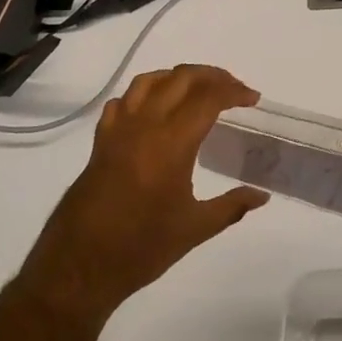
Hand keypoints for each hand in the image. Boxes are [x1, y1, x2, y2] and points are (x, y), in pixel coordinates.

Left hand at [18, 65, 268, 324]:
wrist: (80, 265)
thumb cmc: (141, 248)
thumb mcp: (194, 229)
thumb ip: (232, 206)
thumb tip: (262, 196)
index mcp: (171, 143)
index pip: (208, 98)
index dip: (234, 92)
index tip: (252, 98)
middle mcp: (144, 125)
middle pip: (181, 78)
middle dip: (212, 75)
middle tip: (233, 88)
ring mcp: (118, 130)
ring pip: (149, 81)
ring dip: (178, 76)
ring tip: (198, 89)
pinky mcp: (101, 141)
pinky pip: (124, 100)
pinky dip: (145, 93)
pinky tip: (155, 108)